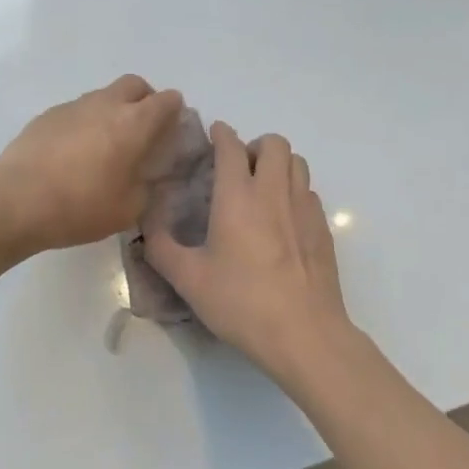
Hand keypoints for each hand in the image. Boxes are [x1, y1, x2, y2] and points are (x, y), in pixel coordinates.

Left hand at [0, 75, 185, 255]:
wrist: (16, 200)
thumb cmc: (80, 206)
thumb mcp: (129, 208)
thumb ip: (147, 185)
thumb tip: (148, 174)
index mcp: (134, 123)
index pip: (167, 100)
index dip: (175, 113)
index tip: (171, 134)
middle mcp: (106, 104)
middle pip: (135, 85)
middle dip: (145, 101)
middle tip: (142, 132)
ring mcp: (73, 106)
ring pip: (104, 96)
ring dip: (113, 111)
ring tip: (105, 147)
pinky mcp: (47, 115)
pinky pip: (77, 111)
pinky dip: (85, 123)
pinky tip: (74, 154)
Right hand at [144, 124, 354, 382]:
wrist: (304, 334)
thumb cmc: (242, 302)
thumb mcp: (189, 280)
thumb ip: (161, 248)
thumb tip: (145, 226)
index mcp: (237, 197)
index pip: (231, 146)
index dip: (221, 134)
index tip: (213, 134)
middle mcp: (273, 192)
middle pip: (273, 143)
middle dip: (254, 145)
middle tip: (238, 168)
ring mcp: (304, 208)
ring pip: (297, 162)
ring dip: (278, 164)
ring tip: (262, 187)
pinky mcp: (323, 229)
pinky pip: (309, 192)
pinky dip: (294, 191)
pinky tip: (283, 219)